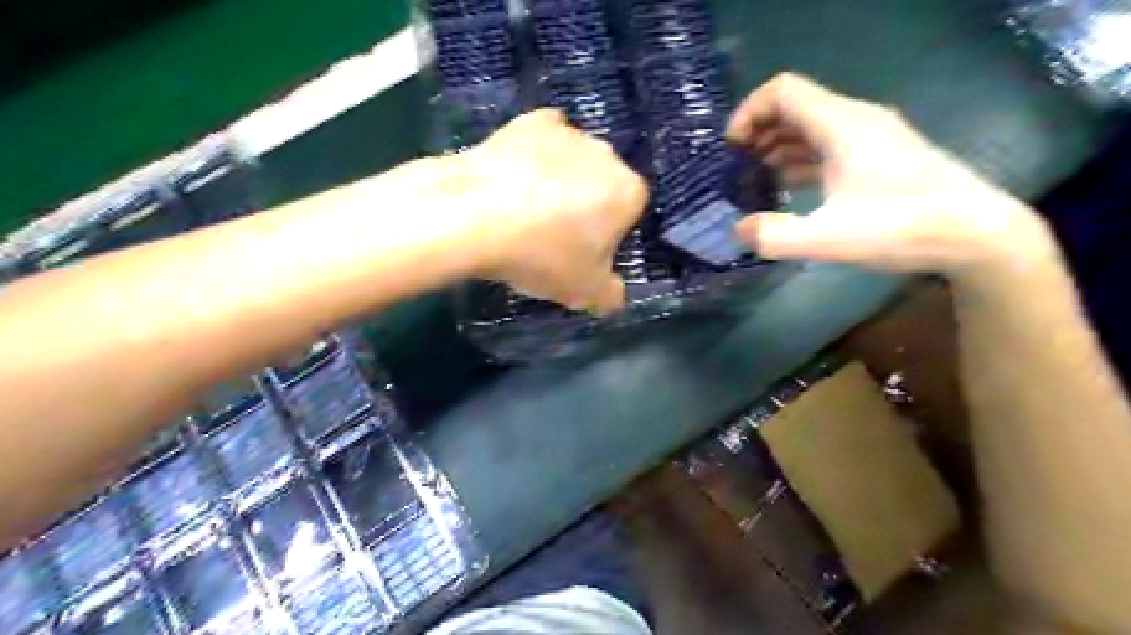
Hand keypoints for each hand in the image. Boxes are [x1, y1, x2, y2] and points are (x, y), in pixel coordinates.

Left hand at [461, 111, 645, 317]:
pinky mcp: (530, 120)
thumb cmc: (542, 255)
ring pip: (573, 163)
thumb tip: (614, 294)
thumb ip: (611, 295)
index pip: (630, 216)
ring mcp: (568, 132)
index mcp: (629, 193)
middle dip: (586, 207)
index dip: (607, 237)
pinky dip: (534, 157)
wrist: (475, 215)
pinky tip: (513, 179)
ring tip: (524, 210)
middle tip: (553, 236)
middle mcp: (607, 154)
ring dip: (560, 182)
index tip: (581, 254)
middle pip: (603, 186)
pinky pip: (542, 141)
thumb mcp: (584, 292)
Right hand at [723, 71, 1052, 274]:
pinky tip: (788, 188)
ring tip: (754, 180)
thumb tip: (739, 229)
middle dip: (758, 132)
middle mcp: (855, 120)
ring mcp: (870, 137)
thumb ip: (774, 236)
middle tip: (736, 169)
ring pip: (810, 127)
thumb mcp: (828, 239)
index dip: (748, 112)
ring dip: (777, 147)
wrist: (976, 234)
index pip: (783, 91)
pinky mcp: (878, 156)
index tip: (731, 150)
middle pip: (794, 107)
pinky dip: (799, 160)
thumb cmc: (901, 227)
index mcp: (841, 124)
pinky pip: (826, 146)